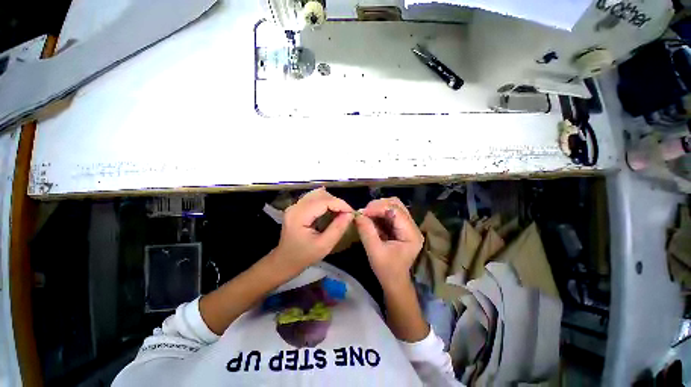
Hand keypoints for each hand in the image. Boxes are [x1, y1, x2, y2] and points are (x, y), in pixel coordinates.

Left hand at [273, 188, 353, 274]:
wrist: (284, 261)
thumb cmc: (303, 257)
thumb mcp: (324, 246)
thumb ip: (338, 228)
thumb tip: (350, 214)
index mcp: (299, 216)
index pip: (323, 201)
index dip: (340, 204)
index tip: (352, 213)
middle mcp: (296, 206)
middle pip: (321, 194)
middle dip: (337, 202)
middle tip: (346, 214)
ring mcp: (295, 206)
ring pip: (318, 194)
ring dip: (332, 201)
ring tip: (340, 212)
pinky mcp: (298, 207)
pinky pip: (314, 198)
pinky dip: (326, 202)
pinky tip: (331, 210)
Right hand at [354, 197, 423, 289]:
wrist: (394, 281)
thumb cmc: (386, 270)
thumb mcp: (374, 252)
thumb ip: (366, 232)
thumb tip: (357, 214)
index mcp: (411, 234)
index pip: (396, 211)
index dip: (378, 208)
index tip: (362, 212)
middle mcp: (412, 226)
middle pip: (396, 204)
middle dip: (378, 206)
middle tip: (363, 213)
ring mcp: (406, 225)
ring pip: (392, 206)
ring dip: (377, 208)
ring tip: (366, 215)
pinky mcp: (399, 226)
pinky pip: (389, 212)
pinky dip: (378, 213)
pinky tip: (370, 219)